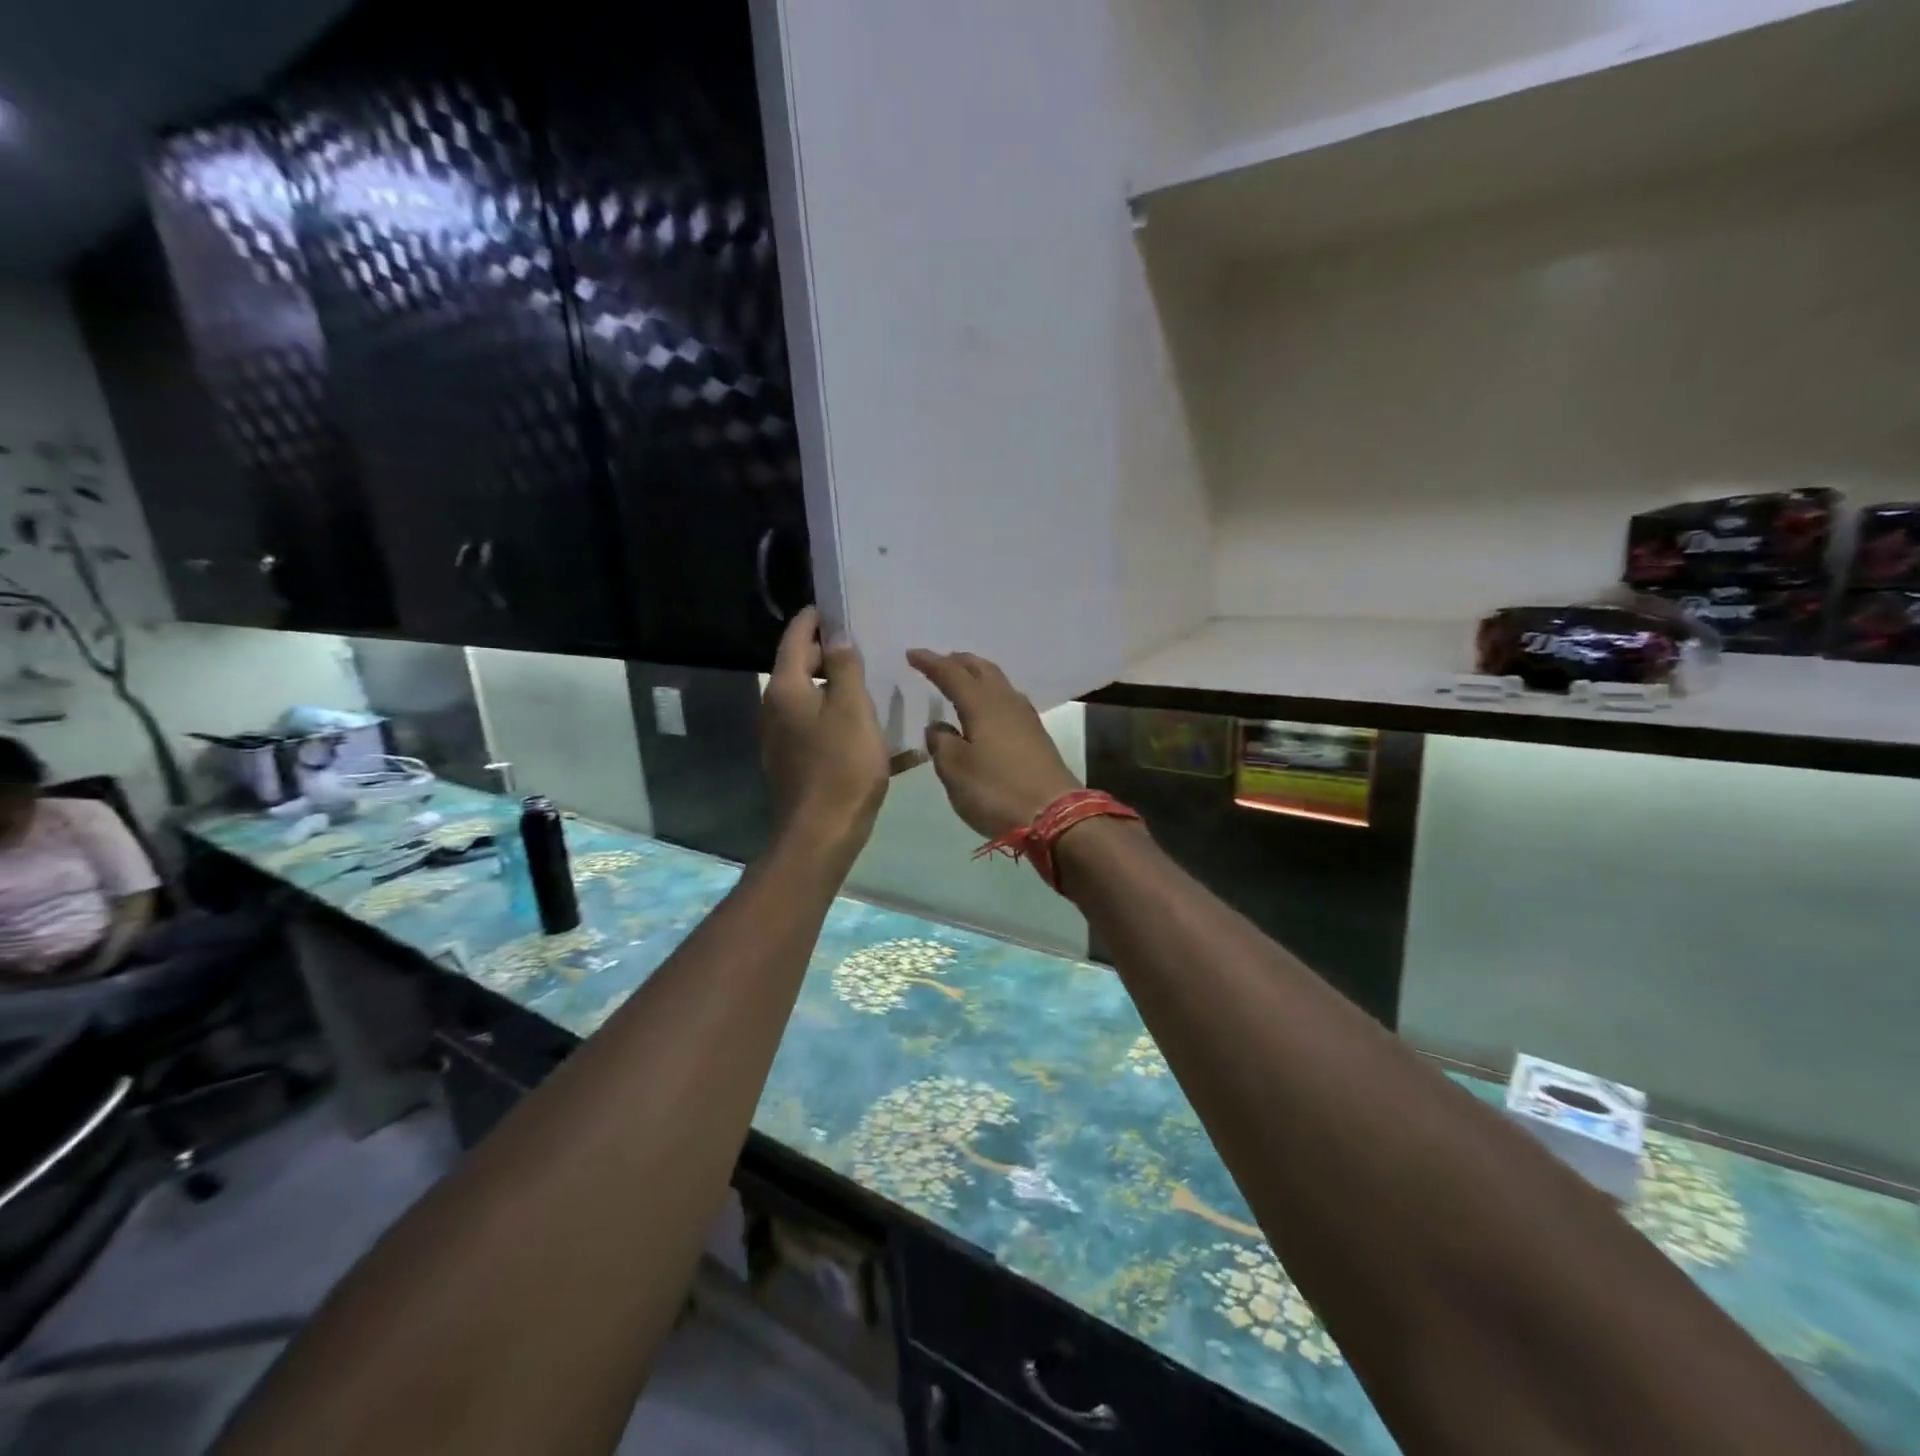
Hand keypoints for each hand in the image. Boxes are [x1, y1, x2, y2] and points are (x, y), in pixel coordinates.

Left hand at [761, 607, 888, 857]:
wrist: (821, 833)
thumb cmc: (843, 766)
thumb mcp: (854, 709)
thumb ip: (845, 667)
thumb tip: (836, 636)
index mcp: (785, 688)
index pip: (795, 638)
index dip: (813, 619)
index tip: (831, 607)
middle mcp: (772, 707)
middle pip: (795, 666)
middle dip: (823, 653)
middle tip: (858, 647)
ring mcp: (776, 736)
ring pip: (802, 697)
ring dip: (827, 685)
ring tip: (861, 683)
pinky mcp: (787, 760)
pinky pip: (807, 723)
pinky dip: (826, 713)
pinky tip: (853, 724)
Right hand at [906, 648, 1081, 839]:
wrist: (1054, 815)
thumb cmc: (996, 790)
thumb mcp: (954, 770)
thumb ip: (941, 743)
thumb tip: (938, 726)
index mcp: (981, 705)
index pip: (951, 674)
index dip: (930, 663)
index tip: (911, 654)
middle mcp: (1005, 702)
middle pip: (981, 669)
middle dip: (959, 661)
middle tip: (940, 661)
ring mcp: (1025, 717)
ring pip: (998, 683)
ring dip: (978, 675)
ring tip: (962, 679)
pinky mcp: (1036, 735)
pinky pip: (1008, 700)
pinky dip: (992, 694)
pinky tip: (988, 708)